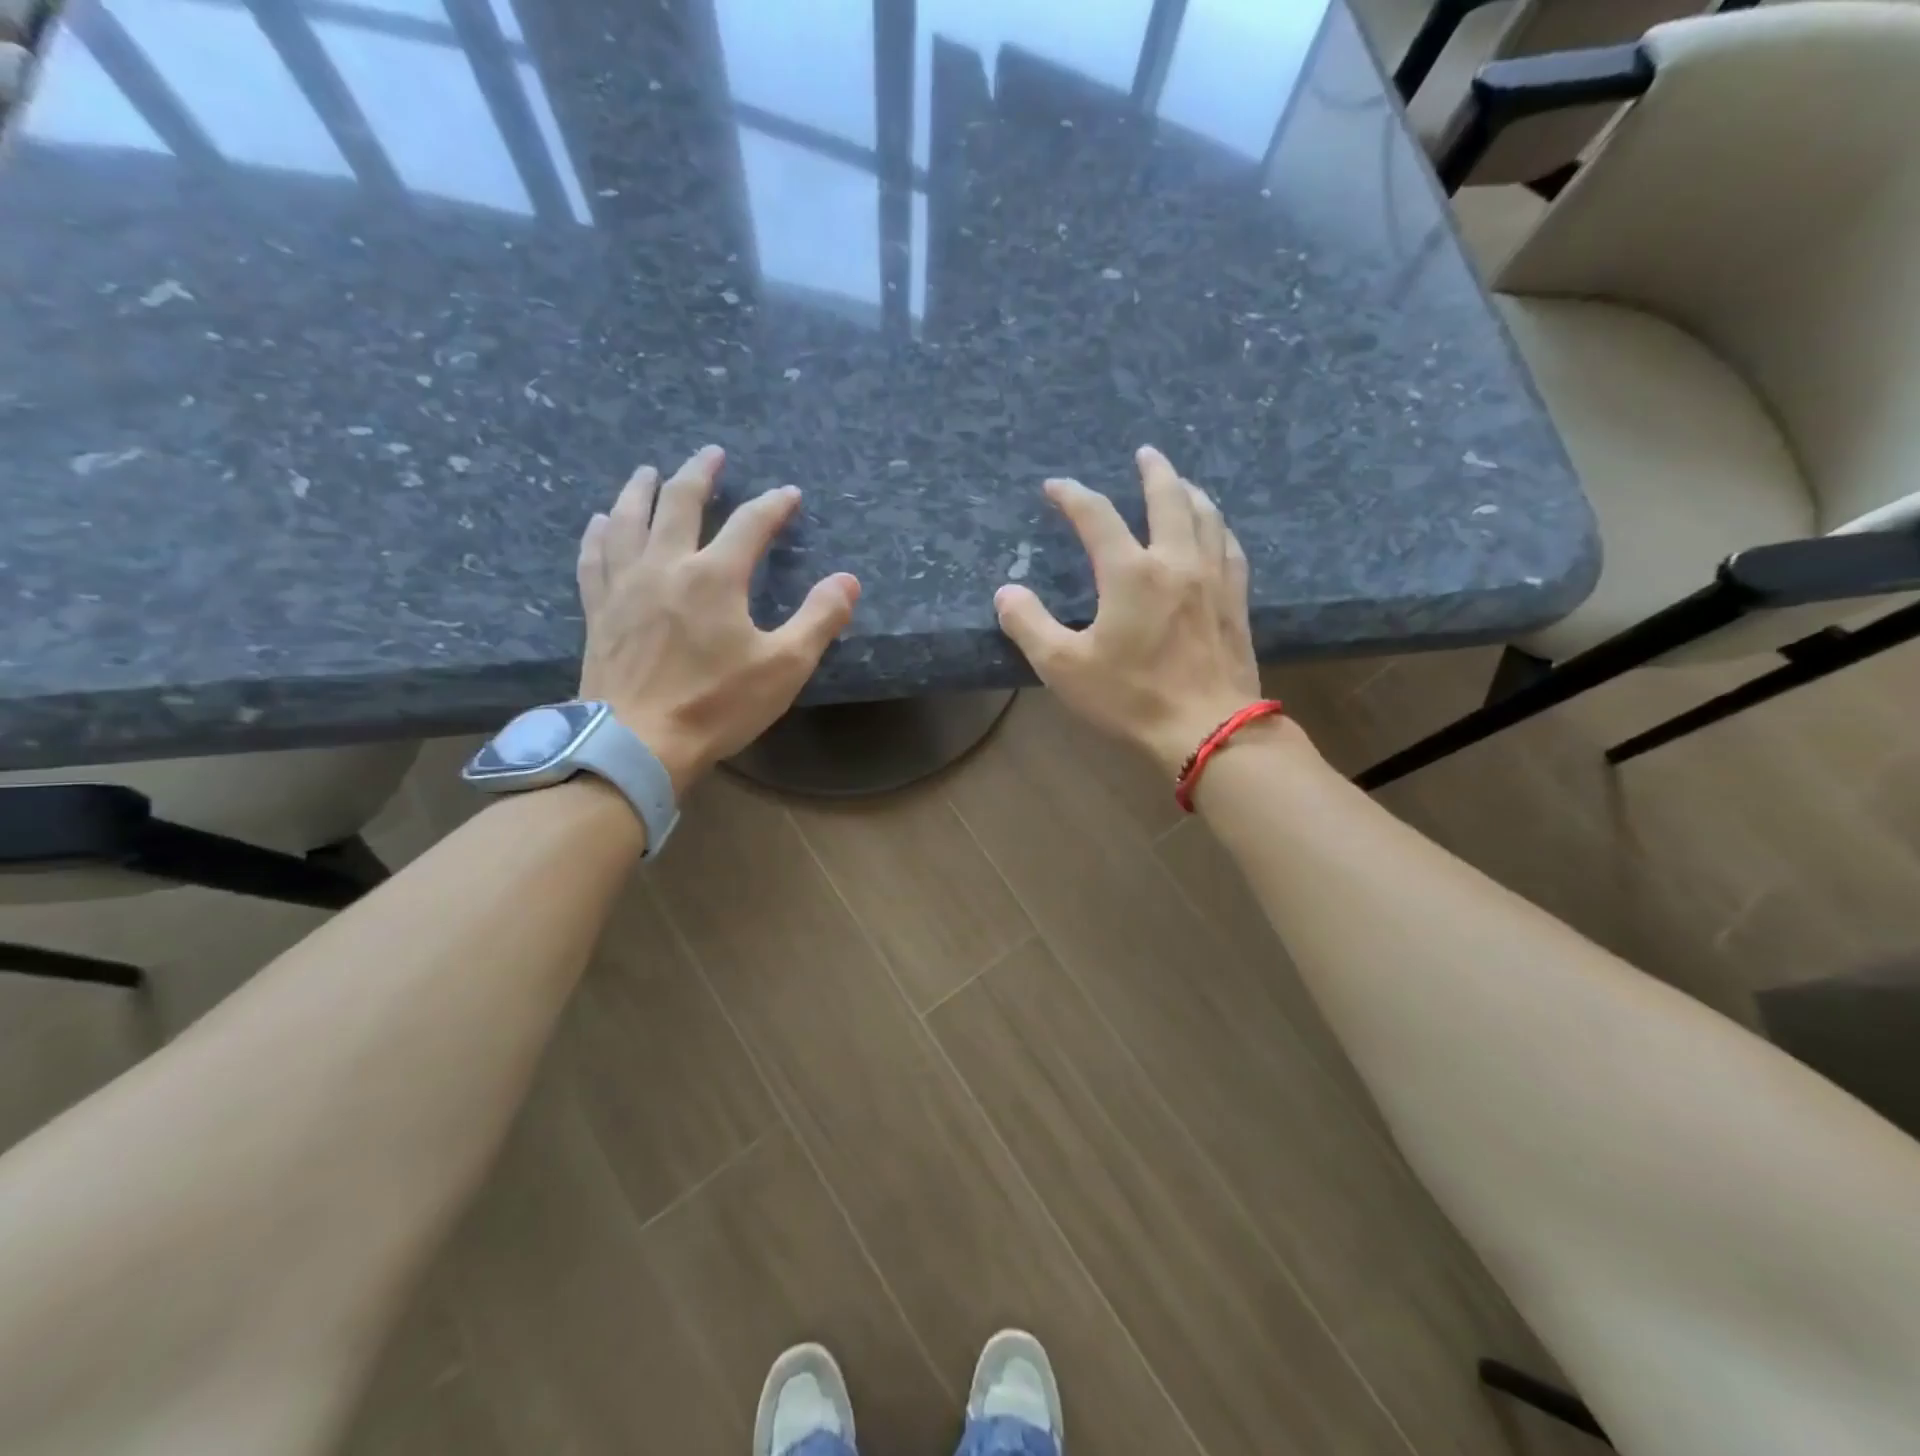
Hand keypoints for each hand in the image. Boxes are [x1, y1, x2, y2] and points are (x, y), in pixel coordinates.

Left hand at [576, 445, 859, 791]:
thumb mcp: (784, 667)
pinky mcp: (599, 610)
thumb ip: (819, 619)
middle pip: (680, 503)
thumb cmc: (716, 706)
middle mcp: (666, 566)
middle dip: (700, 475)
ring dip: (642, 490)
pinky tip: (601, 522)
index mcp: (714, 577)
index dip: (773, 505)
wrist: (637, 743)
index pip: (750, 524)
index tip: (789, 495)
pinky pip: (595, 557)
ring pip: (629, 519)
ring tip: (650, 471)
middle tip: (712, 455)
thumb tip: (847, 580)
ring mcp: (625, 586)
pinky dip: (599, 533)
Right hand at [994, 446, 1270, 775]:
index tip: (1054, 486)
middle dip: (1154, 471)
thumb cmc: (1131, 699)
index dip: (1072, 496)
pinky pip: (1230, 548)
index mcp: (1130, 573)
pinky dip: (1219, 527)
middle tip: (1145, 453)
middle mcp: (1176, 561)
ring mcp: (1213, 579)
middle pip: (1168, 498)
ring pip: (1207, 516)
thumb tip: (1006, 592)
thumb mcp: (1064, 667)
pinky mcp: (1235, 601)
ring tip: (1181, 483)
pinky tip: (1217, 531)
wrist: (1209, 730)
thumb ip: (1029, 625)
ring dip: (1190, 492)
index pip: (1096, 517)